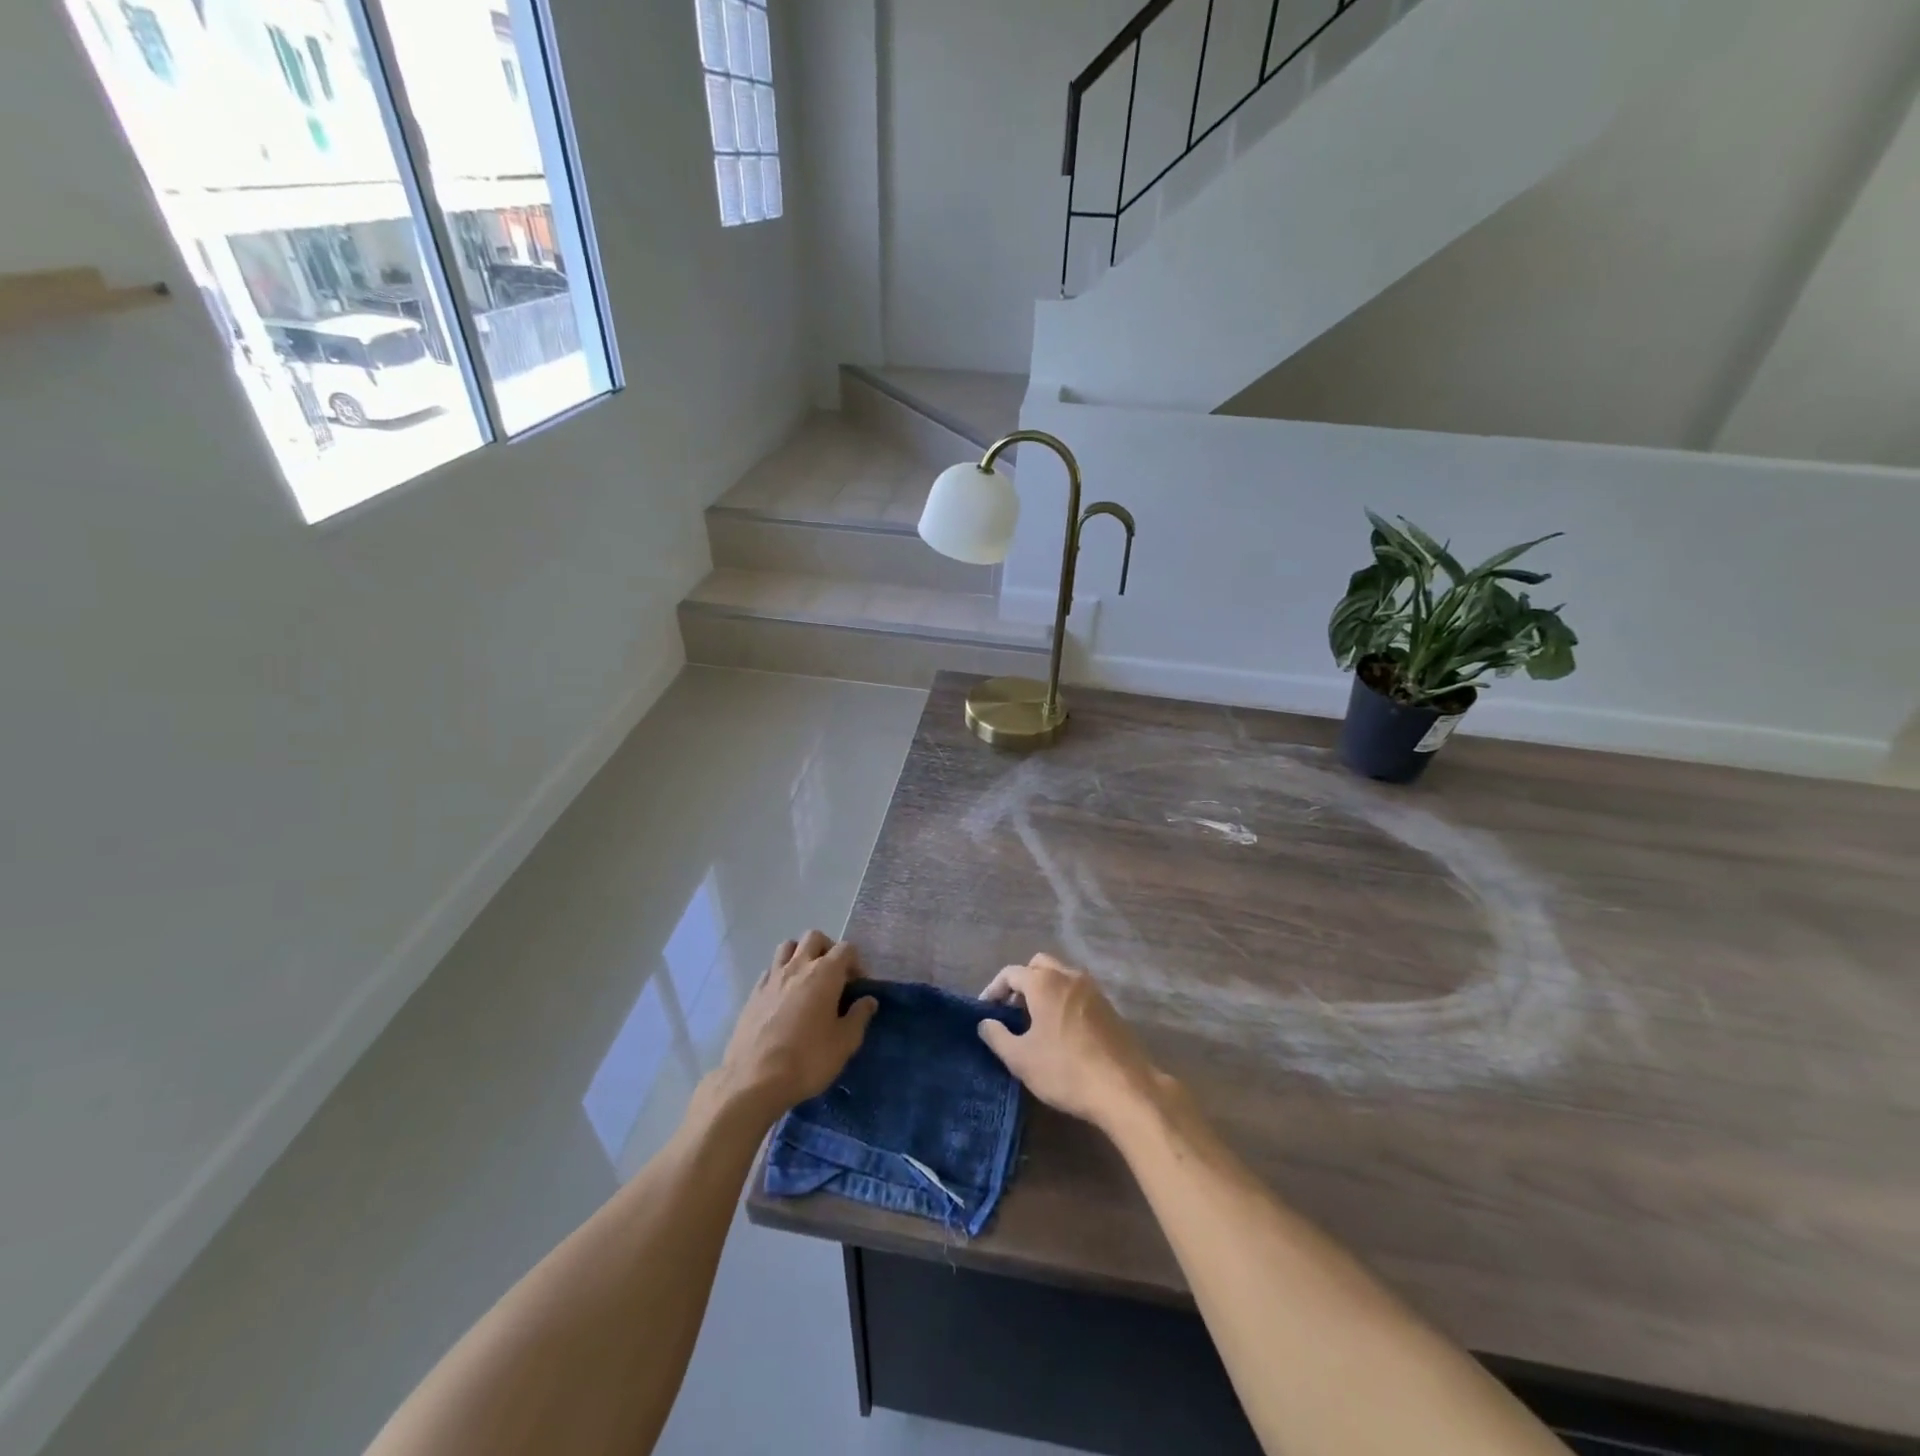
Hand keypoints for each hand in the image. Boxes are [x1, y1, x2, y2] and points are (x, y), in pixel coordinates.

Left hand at [716, 932, 877, 1122]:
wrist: (753, 1080)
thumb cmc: (807, 1060)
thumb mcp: (844, 1043)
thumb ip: (859, 1016)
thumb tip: (868, 1000)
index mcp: (825, 974)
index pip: (846, 949)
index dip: (856, 963)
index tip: (858, 986)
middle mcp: (797, 967)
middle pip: (814, 938)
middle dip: (828, 949)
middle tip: (834, 976)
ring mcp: (772, 978)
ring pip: (788, 947)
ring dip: (801, 955)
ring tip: (808, 980)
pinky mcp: (753, 993)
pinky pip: (770, 969)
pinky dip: (781, 974)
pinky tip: (785, 997)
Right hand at [977, 954, 1163, 1135]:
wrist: (1125, 1088)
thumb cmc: (1065, 1070)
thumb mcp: (1021, 1059)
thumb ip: (997, 1036)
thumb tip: (985, 1023)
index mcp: (1045, 982)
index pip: (1011, 973)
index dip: (993, 990)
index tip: (985, 1012)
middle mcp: (1069, 976)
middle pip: (1038, 966)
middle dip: (1021, 983)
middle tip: (1011, 1011)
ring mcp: (1093, 990)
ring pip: (1061, 977)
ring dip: (1044, 991)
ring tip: (1034, 1022)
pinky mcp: (1109, 1007)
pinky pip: (1077, 992)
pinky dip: (1063, 1001)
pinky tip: (1061, 1031)